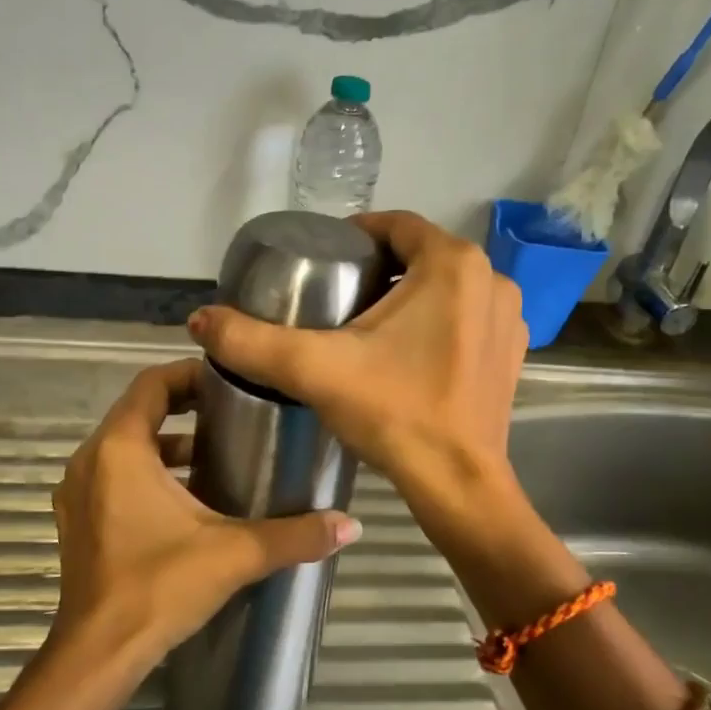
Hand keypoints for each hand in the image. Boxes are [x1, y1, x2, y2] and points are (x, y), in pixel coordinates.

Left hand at [51, 358, 363, 661]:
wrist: (98, 655)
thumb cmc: (159, 587)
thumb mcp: (234, 553)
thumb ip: (295, 535)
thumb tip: (350, 524)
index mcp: (120, 449)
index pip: (152, 384)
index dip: (190, 375)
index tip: (230, 382)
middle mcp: (91, 460)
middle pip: (139, 411)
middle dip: (185, 408)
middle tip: (234, 414)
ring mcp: (78, 492)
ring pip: (125, 446)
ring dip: (167, 444)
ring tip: (217, 454)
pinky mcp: (78, 521)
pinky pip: (113, 475)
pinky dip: (147, 472)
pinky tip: (187, 499)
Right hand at [186, 211, 526, 515]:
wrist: (458, 485)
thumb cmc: (394, 414)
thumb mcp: (315, 370)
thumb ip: (252, 341)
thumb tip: (199, 319)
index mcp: (452, 264)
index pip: (396, 224)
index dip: (356, 234)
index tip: (324, 258)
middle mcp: (491, 279)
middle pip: (421, 255)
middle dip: (380, 267)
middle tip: (336, 295)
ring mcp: (508, 317)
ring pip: (446, 286)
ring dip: (410, 294)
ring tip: (365, 323)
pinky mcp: (511, 352)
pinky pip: (467, 317)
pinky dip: (438, 322)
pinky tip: (407, 352)